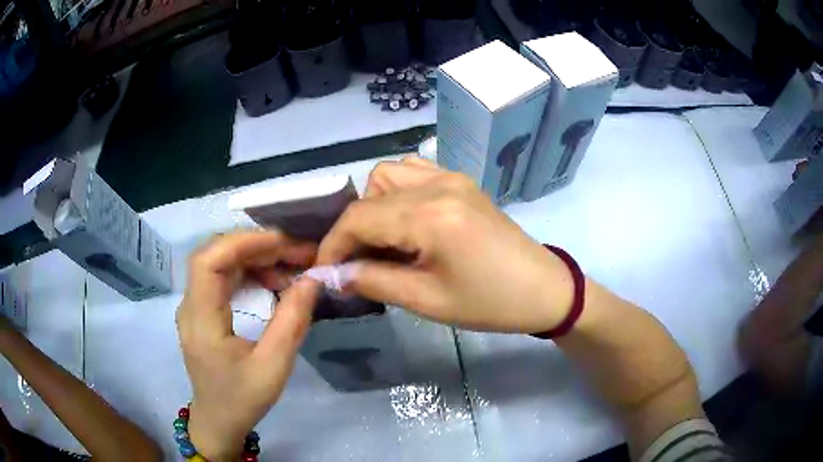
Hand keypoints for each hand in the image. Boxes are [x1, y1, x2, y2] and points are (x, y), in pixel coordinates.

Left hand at [176, 231, 319, 460]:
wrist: (218, 420)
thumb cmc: (243, 400)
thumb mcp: (273, 367)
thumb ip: (292, 321)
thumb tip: (312, 279)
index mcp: (201, 321)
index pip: (209, 262)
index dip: (243, 242)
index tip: (283, 242)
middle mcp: (190, 306)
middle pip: (214, 254)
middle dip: (256, 246)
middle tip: (297, 252)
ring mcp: (193, 306)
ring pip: (219, 262)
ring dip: (254, 256)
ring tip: (290, 266)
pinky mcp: (201, 309)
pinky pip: (222, 276)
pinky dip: (248, 270)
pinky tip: (272, 280)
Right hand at [316, 158, 574, 333]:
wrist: (542, 289)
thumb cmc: (489, 303)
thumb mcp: (427, 300)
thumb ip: (373, 281)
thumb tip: (333, 275)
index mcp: (430, 216)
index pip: (358, 218)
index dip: (332, 245)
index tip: (324, 271)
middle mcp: (437, 185)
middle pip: (369, 195)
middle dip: (352, 230)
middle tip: (359, 264)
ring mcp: (451, 177)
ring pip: (388, 175)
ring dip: (374, 206)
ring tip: (385, 242)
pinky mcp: (461, 181)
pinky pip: (414, 172)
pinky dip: (397, 191)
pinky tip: (407, 220)